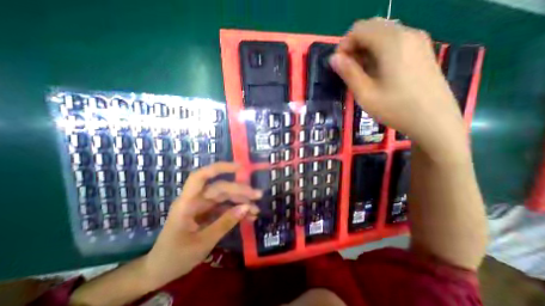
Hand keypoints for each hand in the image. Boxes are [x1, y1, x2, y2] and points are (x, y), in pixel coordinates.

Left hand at [140, 163, 259, 288]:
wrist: (161, 271)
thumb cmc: (175, 257)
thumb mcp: (202, 242)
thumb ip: (225, 223)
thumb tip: (246, 207)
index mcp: (187, 203)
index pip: (201, 176)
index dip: (219, 168)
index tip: (240, 167)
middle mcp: (196, 200)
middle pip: (220, 188)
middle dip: (240, 191)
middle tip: (258, 196)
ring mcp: (203, 206)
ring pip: (225, 197)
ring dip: (241, 202)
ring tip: (256, 210)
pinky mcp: (208, 213)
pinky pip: (225, 208)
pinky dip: (237, 211)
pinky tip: (249, 216)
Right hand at [330, 17, 465, 157]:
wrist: (434, 120)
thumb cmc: (395, 108)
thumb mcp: (365, 93)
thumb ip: (348, 73)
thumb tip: (334, 58)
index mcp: (392, 42)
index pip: (359, 29)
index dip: (344, 45)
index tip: (338, 65)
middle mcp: (407, 33)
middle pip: (372, 28)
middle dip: (354, 46)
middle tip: (348, 69)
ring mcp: (418, 40)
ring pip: (383, 34)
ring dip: (366, 49)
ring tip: (361, 73)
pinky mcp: (422, 50)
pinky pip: (394, 41)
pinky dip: (379, 51)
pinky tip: (377, 71)